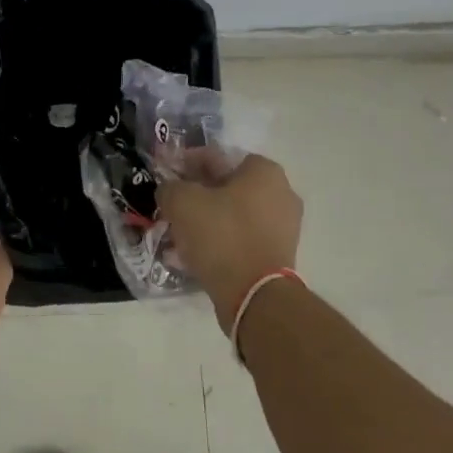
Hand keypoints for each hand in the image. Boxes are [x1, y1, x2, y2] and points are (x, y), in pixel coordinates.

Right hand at [157, 154, 302, 329]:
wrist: (254, 295)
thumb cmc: (220, 235)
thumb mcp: (182, 201)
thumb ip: (170, 187)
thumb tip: (170, 190)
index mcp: (264, 171)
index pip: (218, 157)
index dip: (187, 164)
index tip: (168, 176)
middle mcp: (281, 193)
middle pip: (227, 187)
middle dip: (198, 196)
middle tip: (173, 207)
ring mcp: (284, 226)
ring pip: (233, 216)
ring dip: (207, 221)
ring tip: (179, 235)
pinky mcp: (278, 255)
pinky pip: (241, 239)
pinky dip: (220, 243)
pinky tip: (194, 255)